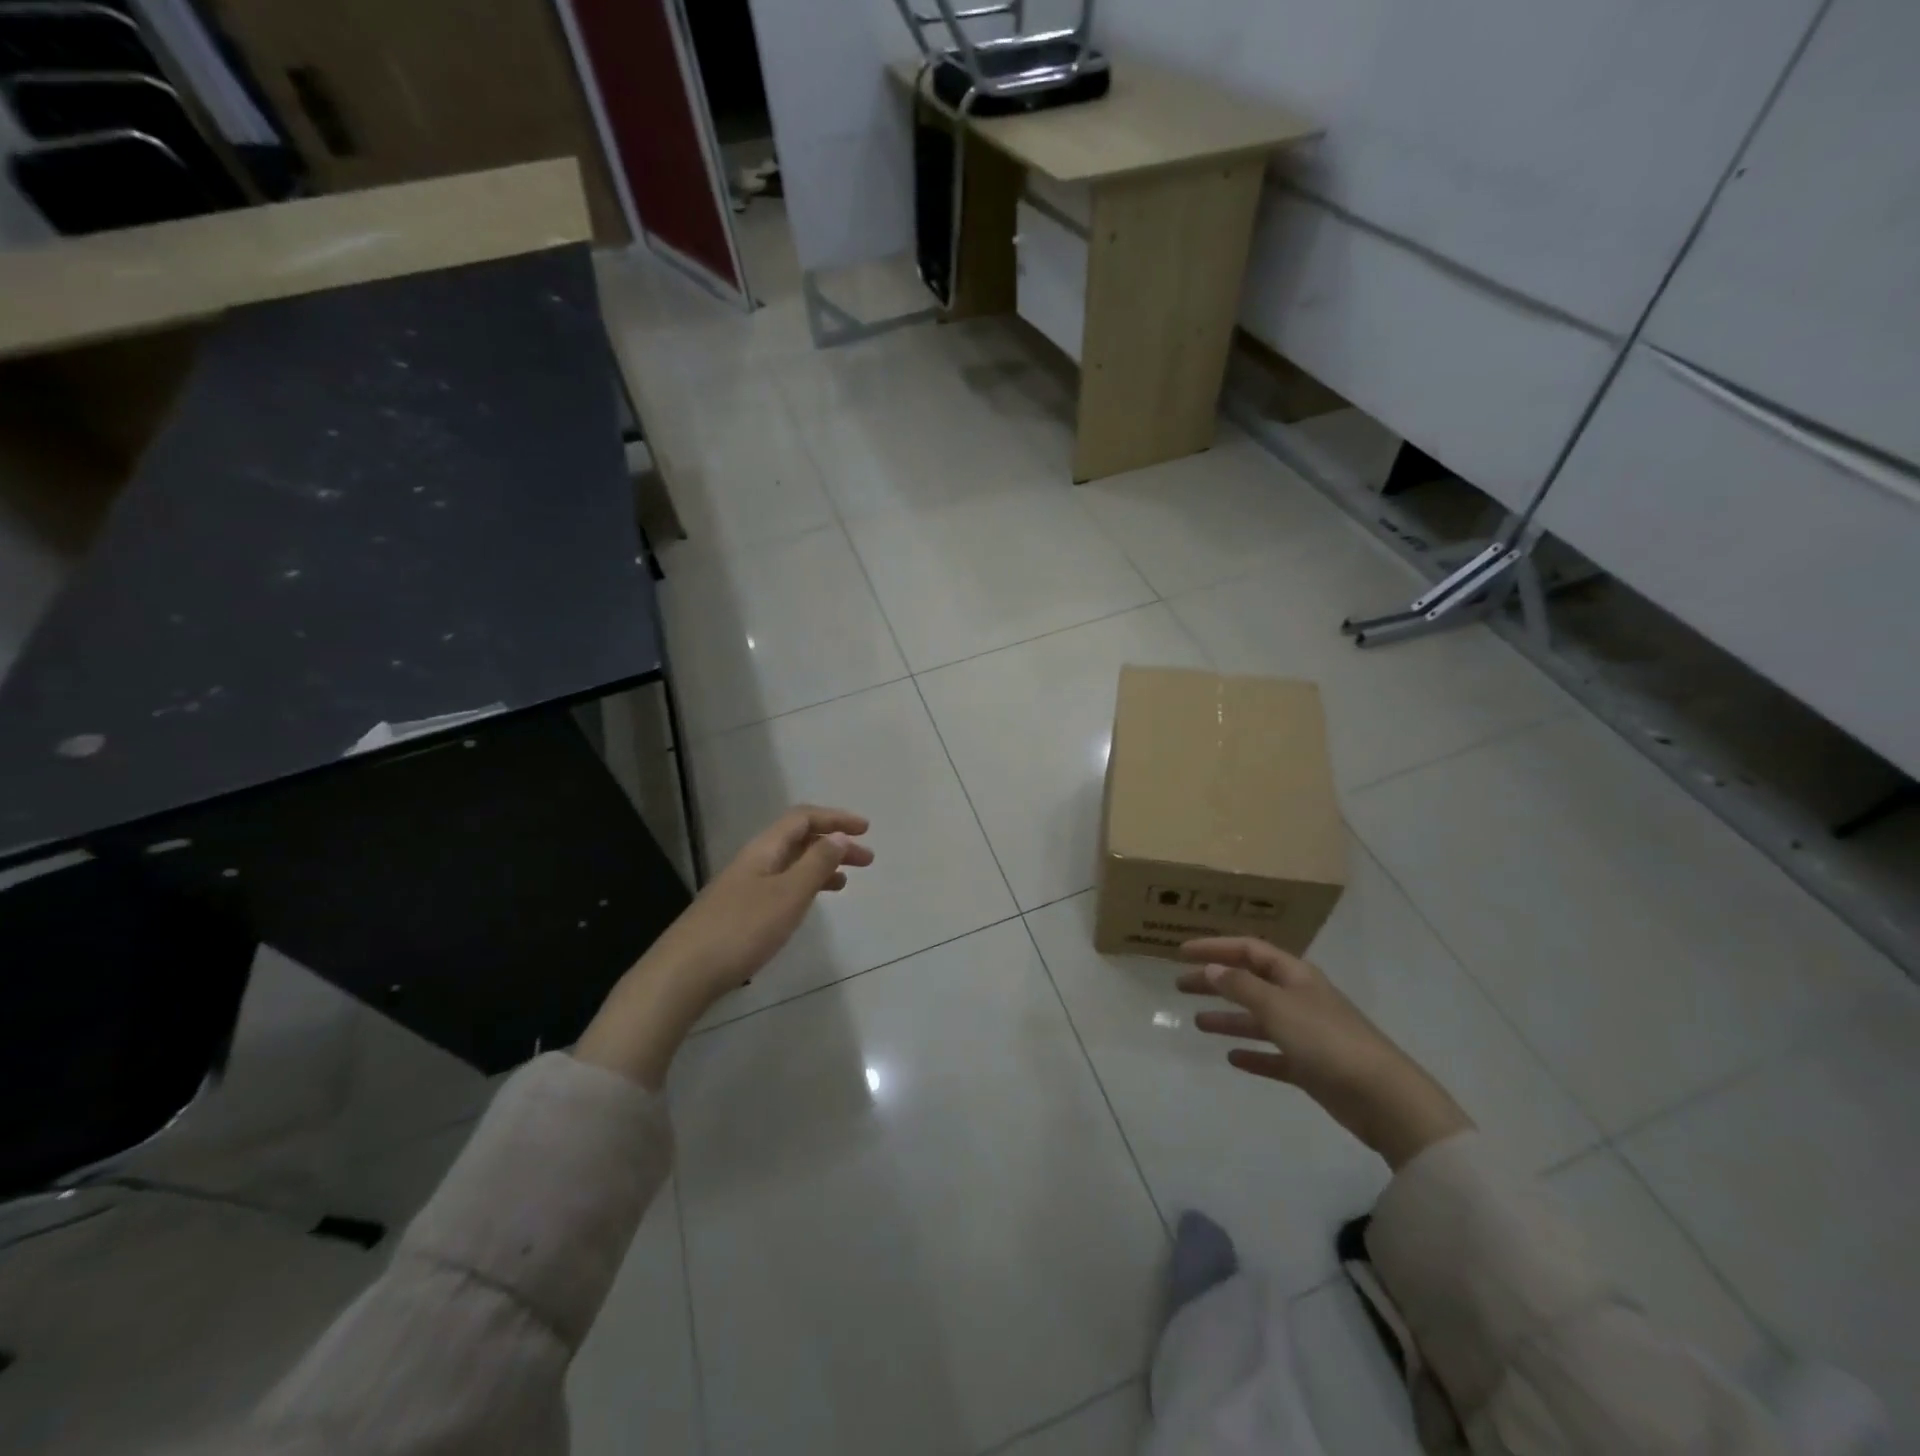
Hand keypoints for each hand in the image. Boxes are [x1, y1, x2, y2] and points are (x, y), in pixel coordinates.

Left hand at [575, 806, 872, 1088]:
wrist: (683, 974)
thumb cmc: (742, 930)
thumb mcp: (789, 895)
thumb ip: (817, 864)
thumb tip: (840, 837)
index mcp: (764, 849)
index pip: (803, 818)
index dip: (835, 818)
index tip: (865, 830)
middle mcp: (753, 861)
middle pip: (797, 839)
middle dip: (833, 843)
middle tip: (866, 860)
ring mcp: (742, 887)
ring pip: (789, 864)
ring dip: (820, 866)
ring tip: (845, 882)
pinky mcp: (738, 913)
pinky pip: (780, 886)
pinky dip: (803, 887)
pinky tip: (809, 905)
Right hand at [1177, 936, 1472, 1169]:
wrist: (1383, 1098)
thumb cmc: (1327, 1041)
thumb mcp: (1278, 1007)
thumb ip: (1242, 987)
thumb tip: (1211, 968)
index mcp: (1295, 976)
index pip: (1249, 950)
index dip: (1215, 948)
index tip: (1182, 952)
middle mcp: (1300, 998)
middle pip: (1250, 982)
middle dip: (1216, 981)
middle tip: (1181, 985)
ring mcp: (1307, 1034)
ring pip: (1260, 1019)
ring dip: (1229, 1018)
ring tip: (1198, 1022)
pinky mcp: (1312, 1068)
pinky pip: (1274, 1055)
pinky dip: (1253, 1054)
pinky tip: (1232, 1058)